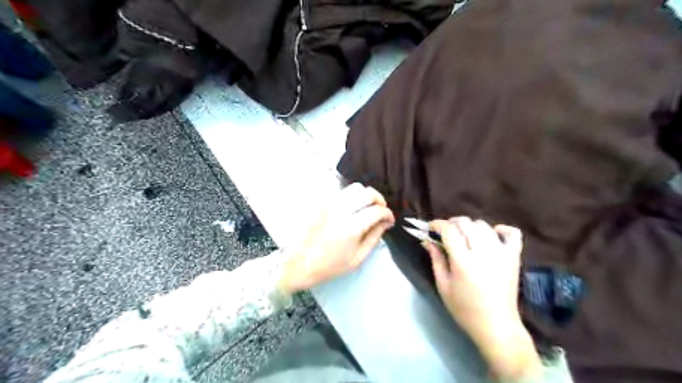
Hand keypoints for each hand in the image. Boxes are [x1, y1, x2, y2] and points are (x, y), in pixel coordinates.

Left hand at [276, 183, 394, 294]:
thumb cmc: (331, 265)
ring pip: (354, 188)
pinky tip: (353, 209)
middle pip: (367, 192)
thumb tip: (386, 222)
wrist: (301, 263)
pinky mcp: (322, 204)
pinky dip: (352, 197)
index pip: (377, 211)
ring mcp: (329, 205)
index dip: (388, 214)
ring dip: (365, 196)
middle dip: (379, 200)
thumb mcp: (358, 258)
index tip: (390, 220)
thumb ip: (374, 237)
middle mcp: (340, 210)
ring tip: (367, 208)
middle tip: (381, 211)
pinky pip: (342, 193)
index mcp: (351, 227)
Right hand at [424, 217, 537, 381]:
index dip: (437, 224)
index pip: (449, 230)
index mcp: (463, 261)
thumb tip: (427, 240)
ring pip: (484, 225)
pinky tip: (492, 234)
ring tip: (464, 236)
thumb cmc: (464, 309)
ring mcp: (501, 253)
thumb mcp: (443, 285)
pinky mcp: (514, 257)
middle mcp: (483, 252)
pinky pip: (512, 233)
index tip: (430, 227)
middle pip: (466, 223)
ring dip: (470, 226)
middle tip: (445, 233)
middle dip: (452, 223)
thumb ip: (436, 259)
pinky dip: (501, 229)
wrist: (496, 326)